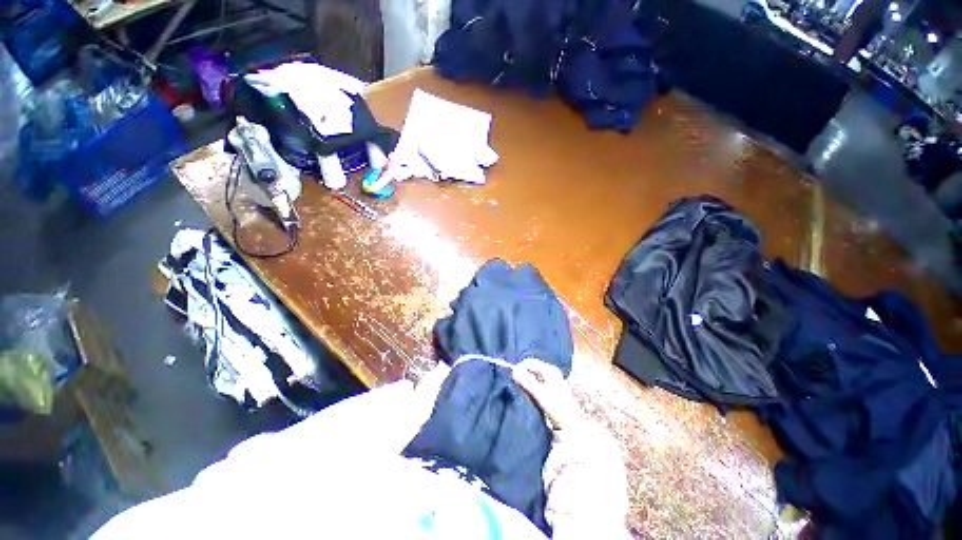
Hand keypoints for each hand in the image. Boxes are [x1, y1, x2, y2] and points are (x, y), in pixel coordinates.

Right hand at [512, 358, 583, 430]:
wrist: (571, 427)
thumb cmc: (557, 408)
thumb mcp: (540, 393)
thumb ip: (526, 381)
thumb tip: (513, 371)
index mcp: (550, 370)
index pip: (530, 362)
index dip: (519, 368)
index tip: (512, 378)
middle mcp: (550, 373)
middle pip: (530, 370)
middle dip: (522, 377)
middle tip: (517, 388)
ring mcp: (549, 383)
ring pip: (531, 379)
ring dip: (525, 385)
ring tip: (524, 395)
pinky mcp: (548, 393)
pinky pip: (534, 387)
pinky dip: (529, 391)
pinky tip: (529, 399)